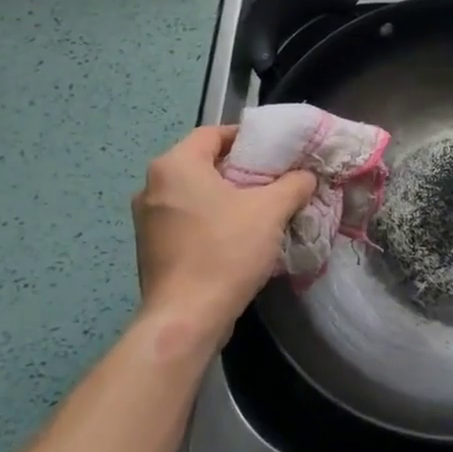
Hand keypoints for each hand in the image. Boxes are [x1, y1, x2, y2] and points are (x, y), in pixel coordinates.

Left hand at [130, 127, 315, 344]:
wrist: (186, 318)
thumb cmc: (225, 251)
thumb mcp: (271, 210)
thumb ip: (293, 184)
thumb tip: (305, 176)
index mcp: (174, 166)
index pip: (213, 133)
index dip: (247, 137)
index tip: (276, 150)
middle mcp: (152, 186)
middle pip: (203, 164)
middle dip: (240, 169)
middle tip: (274, 179)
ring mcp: (147, 220)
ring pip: (195, 194)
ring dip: (227, 197)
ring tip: (261, 209)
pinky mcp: (151, 249)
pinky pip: (187, 220)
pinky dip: (212, 220)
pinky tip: (239, 237)